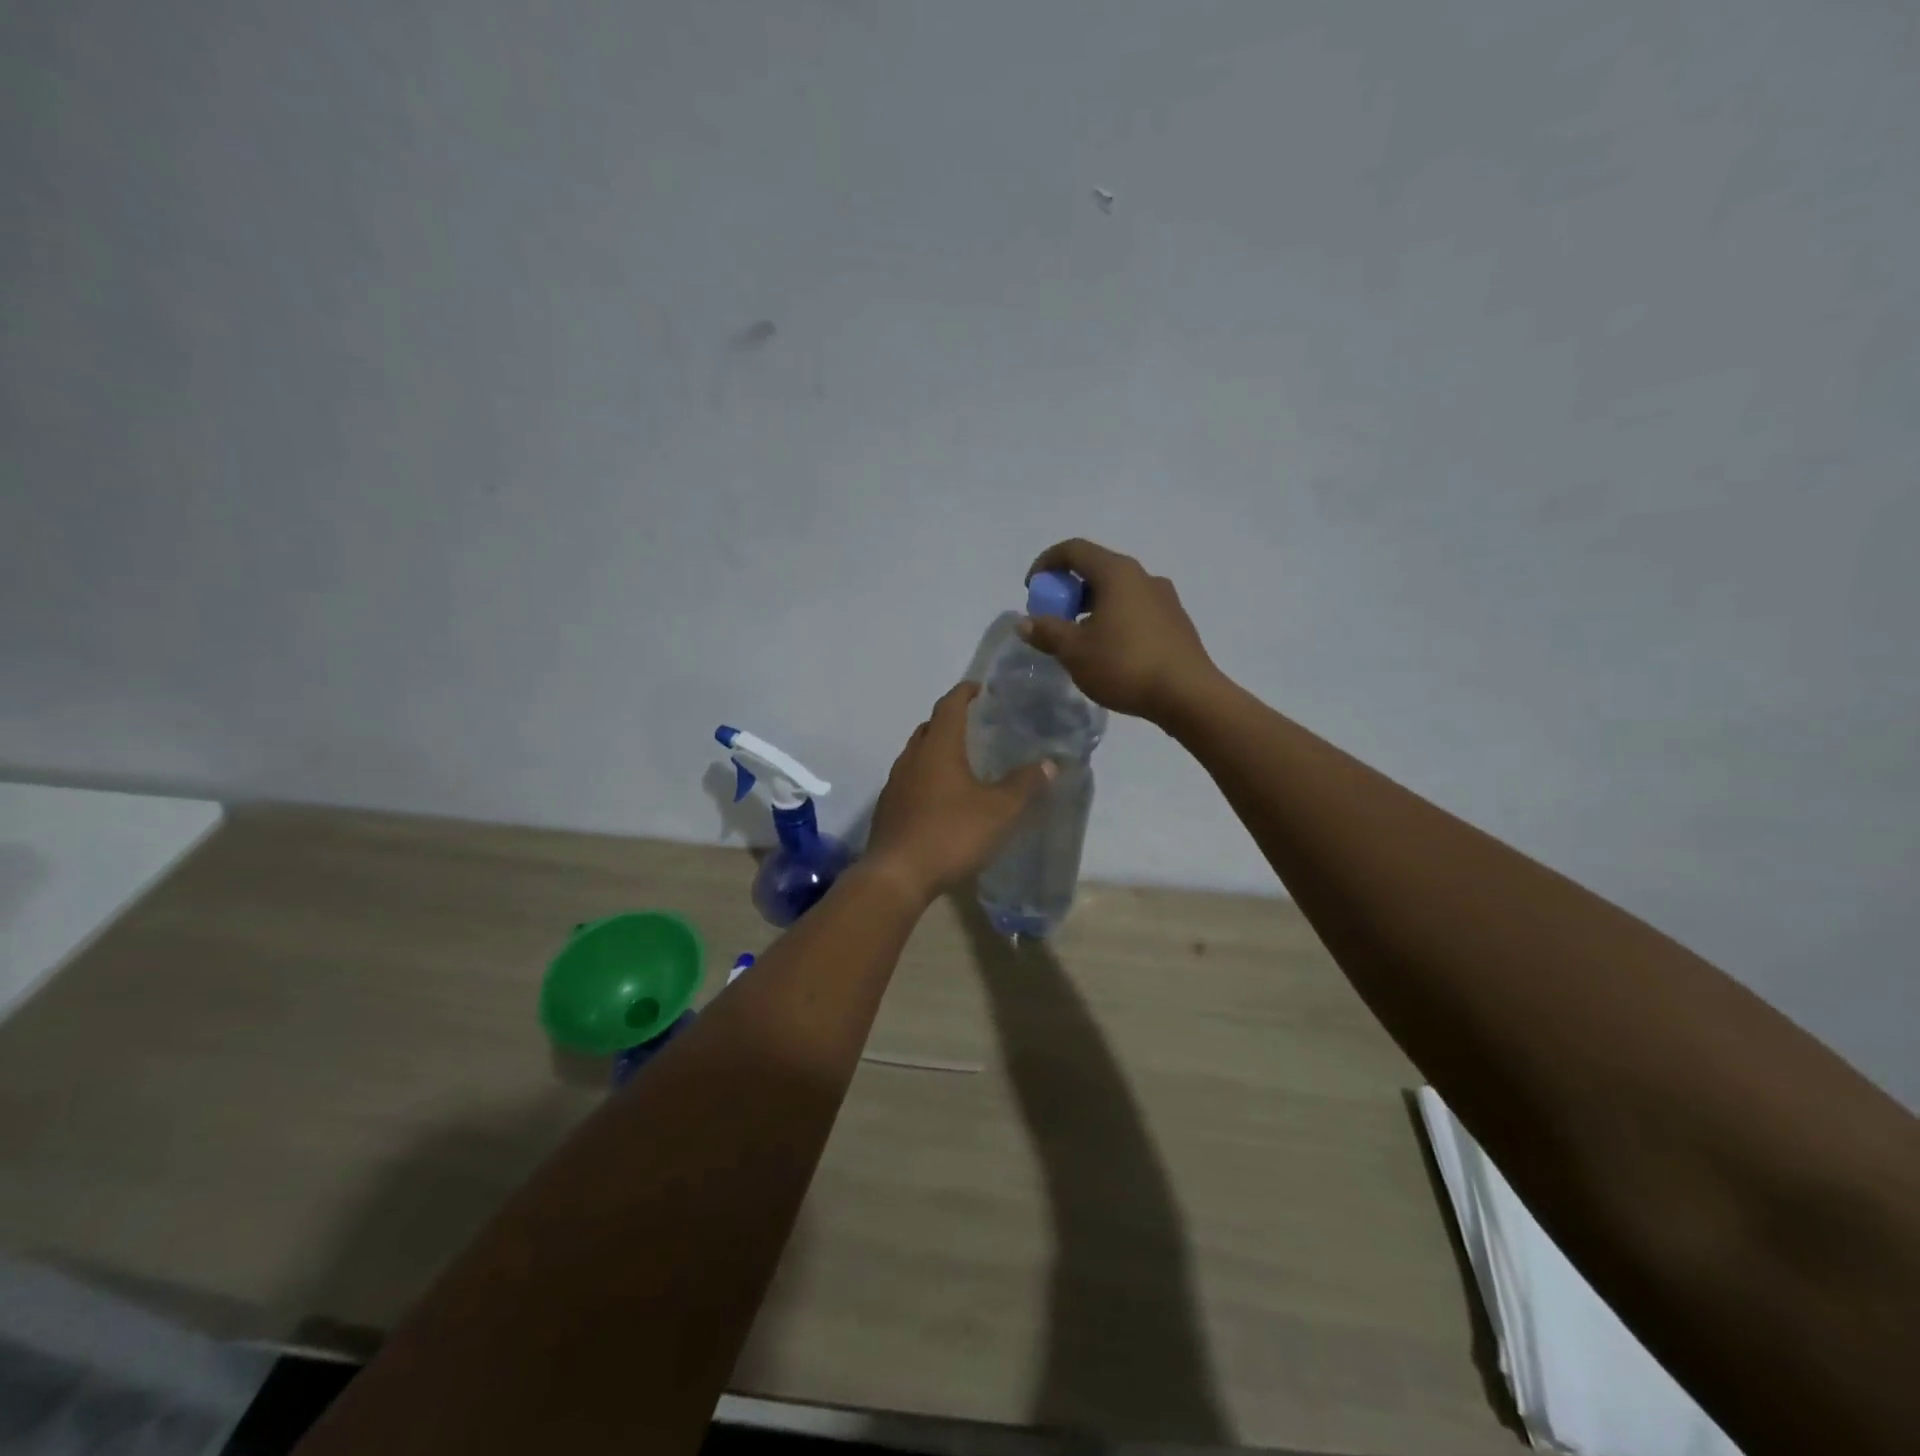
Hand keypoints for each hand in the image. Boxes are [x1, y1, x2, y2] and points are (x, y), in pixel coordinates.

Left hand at [863, 682, 1054, 903]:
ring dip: (937, 751)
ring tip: (963, 762)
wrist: (897, 876)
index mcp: (937, 747)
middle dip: (951, 721)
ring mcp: (895, 784)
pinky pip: (910, 780)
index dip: (965, 693)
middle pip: (930, 727)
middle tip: (976, 727)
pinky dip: (927, 777)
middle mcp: (911, 758)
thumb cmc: (951, 834)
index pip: (949, 705)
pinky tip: (943, 798)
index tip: (981, 689)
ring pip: (917, 755)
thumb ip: (1025, 784)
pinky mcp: (888, 809)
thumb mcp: (999, 810)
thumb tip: (1050, 763)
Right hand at [1021, 538, 1218, 725]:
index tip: (1031, 589)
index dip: (1046, 563)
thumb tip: (1025, 622)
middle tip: (1052, 617)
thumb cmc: (1125, 665)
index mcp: (1117, 573)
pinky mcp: (1175, 621)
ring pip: (1117, 591)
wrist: (1187, 695)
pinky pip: (1135, 609)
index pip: (1074, 550)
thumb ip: (1047, 632)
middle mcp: (1143, 576)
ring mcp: (1164, 598)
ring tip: (1078, 638)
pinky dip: (1113, 618)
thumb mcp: (1075, 651)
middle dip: (1068, 589)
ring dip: (1090, 606)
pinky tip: (1109, 651)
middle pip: (1096, 569)